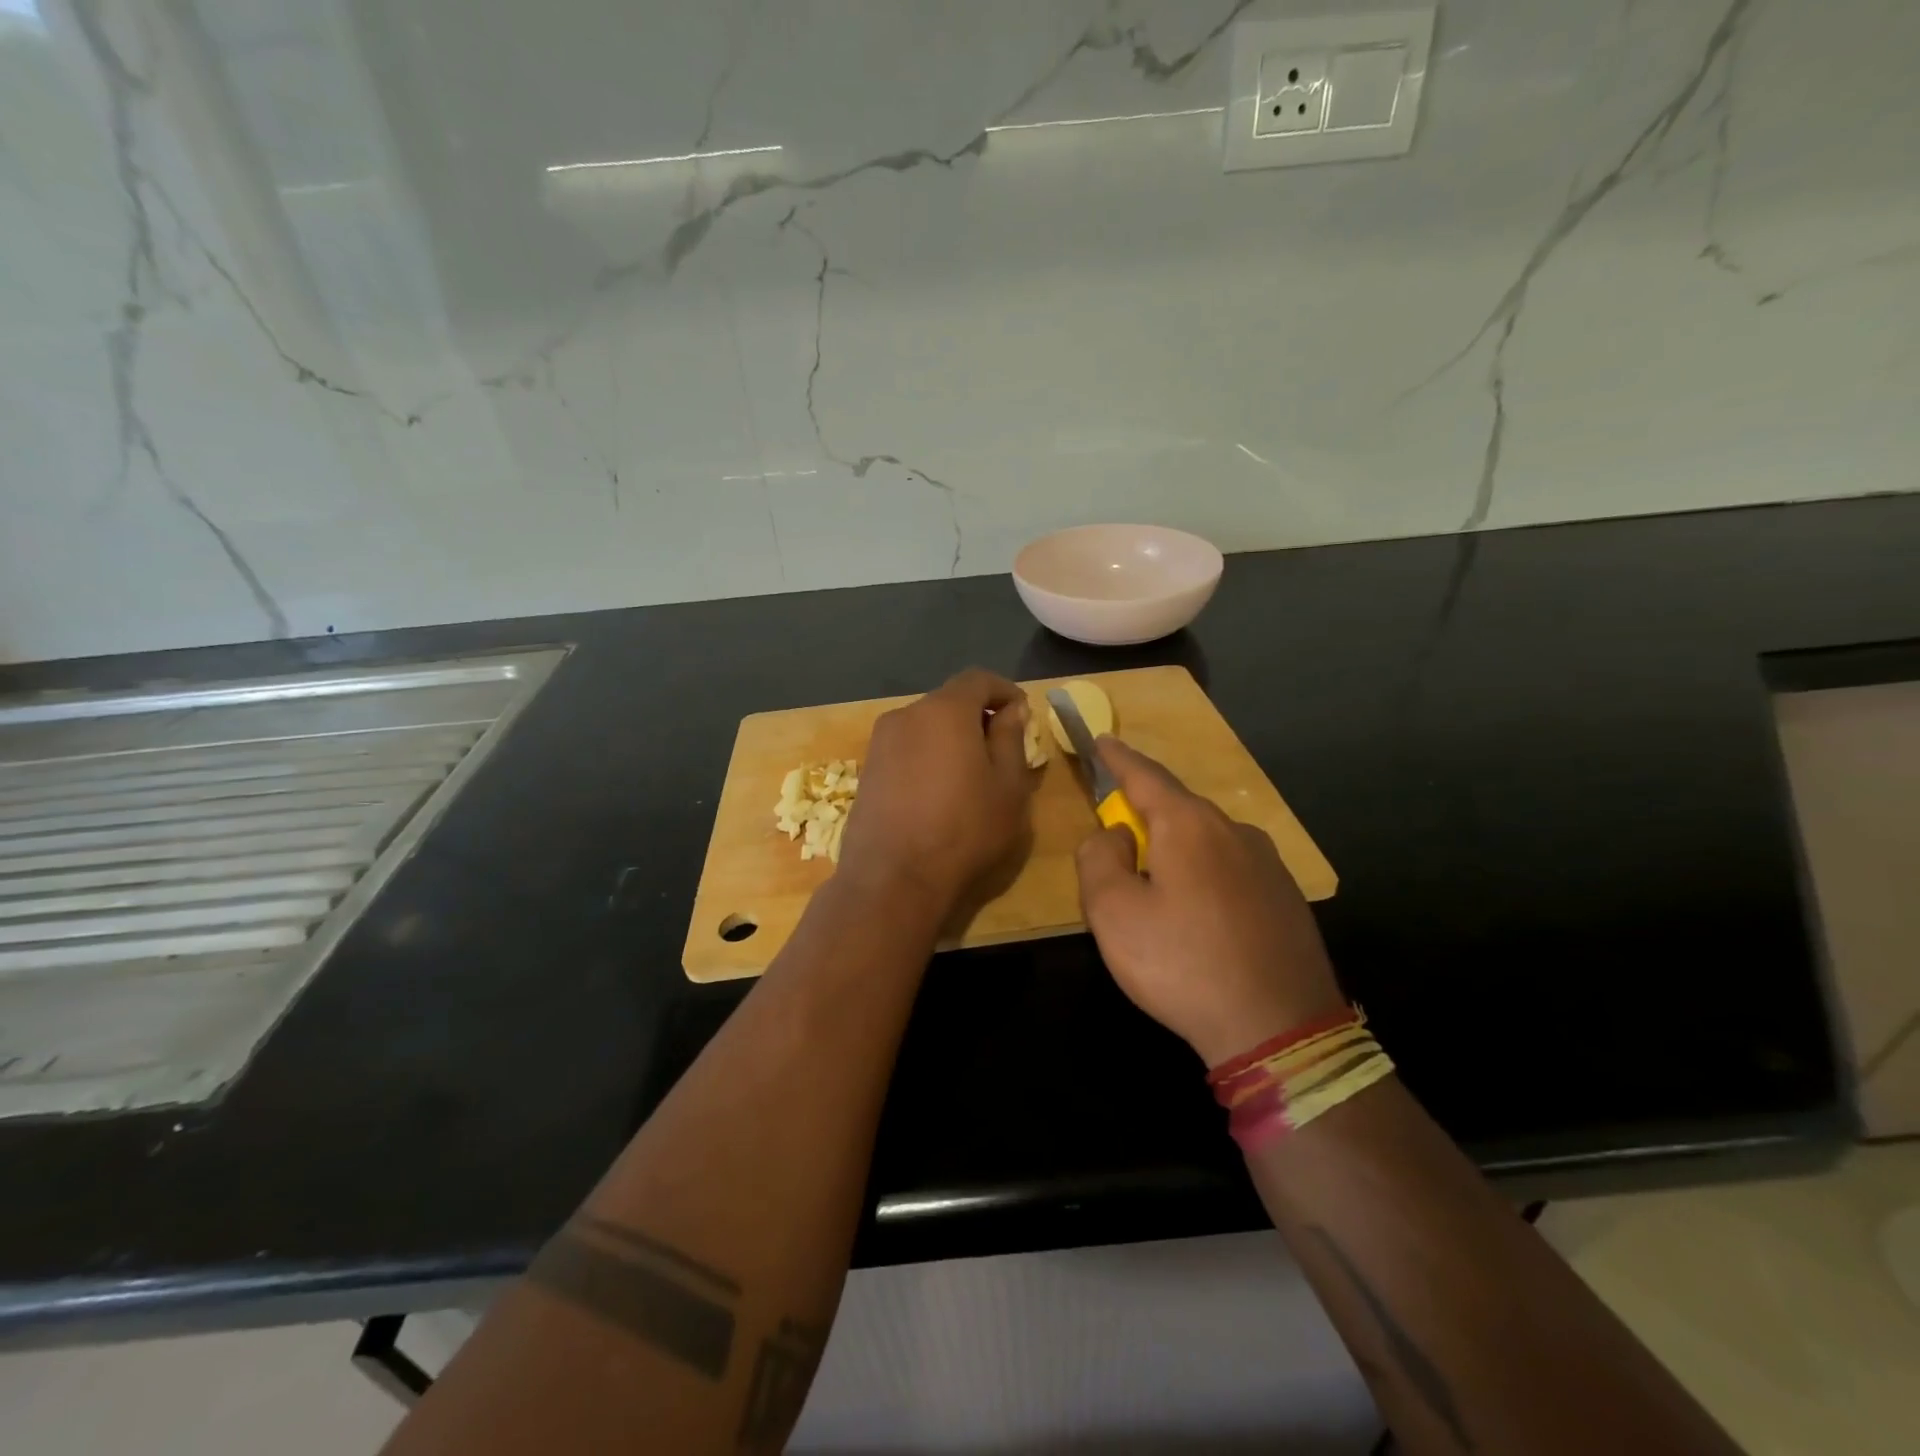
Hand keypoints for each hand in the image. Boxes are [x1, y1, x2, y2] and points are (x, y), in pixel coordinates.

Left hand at [838, 668, 1037, 917]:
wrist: (893, 879)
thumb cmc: (964, 830)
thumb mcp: (1008, 787)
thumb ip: (1011, 739)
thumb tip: (1011, 710)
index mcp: (944, 710)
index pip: (978, 679)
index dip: (1004, 691)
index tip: (1021, 714)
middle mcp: (906, 715)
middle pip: (949, 701)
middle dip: (978, 717)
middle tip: (1002, 749)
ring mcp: (880, 743)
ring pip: (926, 726)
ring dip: (951, 739)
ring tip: (971, 776)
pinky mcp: (867, 770)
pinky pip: (906, 749)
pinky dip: (928, 757)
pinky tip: (939, 793)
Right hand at [1076, 738, 1344, 1066]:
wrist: (1279, 1028)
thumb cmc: (1182, 963)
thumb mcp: (1113, 912)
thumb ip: (1099, 858)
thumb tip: (1116, 833)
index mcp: (1189, 825)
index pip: (1146, 775)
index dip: (1118, 758)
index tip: (1102, 740)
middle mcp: (1233, 831)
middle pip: (1178, 808)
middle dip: (1146, 812)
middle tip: (1120, 835)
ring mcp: (1268, 863)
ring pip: (1207, 840)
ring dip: (1177, 849)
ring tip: (1158, 886)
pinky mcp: (1286, 897)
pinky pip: (1232, 868)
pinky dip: (1205, 874)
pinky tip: (1200, 912)